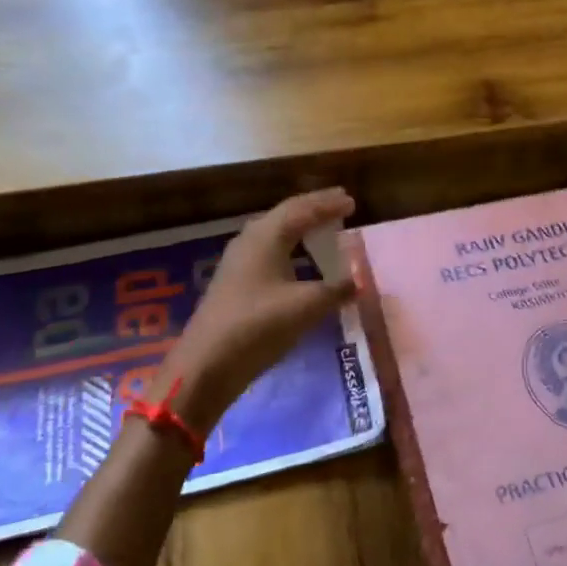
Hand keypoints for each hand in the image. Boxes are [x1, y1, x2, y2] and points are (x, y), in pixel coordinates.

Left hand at [166, 188, 357, 434]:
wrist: (206, 365)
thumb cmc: (258, 326)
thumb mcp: (306, 306)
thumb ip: (336, 290)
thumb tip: (360, 281)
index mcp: (267, 236)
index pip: (302, 209)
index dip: (328, 204)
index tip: (352, 201)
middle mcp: (250, 241)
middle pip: (286, 214)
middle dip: (314, 208)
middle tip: (339, 204)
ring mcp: (238, 262)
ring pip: (275, 233)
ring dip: (300, 227)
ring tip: (322, 227)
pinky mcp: (235, 283)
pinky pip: (269, 252)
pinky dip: (290, 248)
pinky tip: (299, 261)